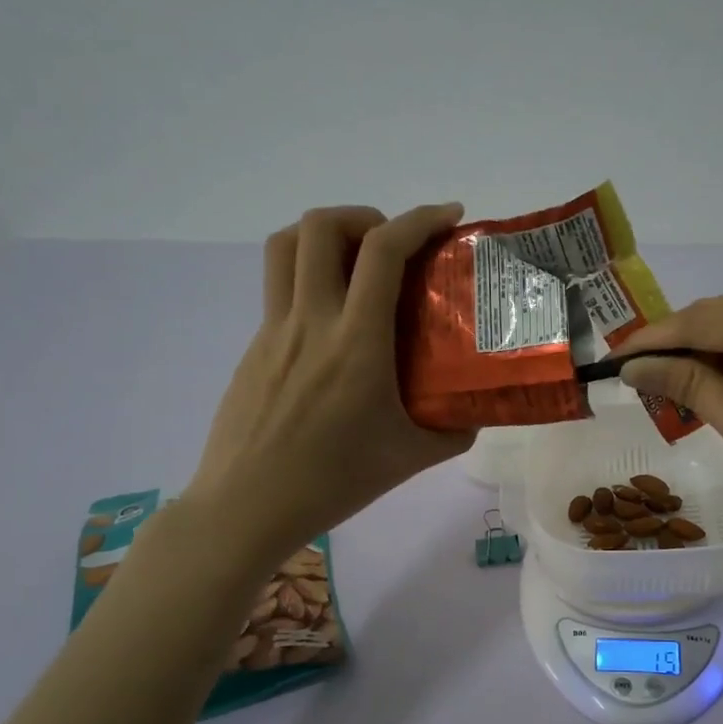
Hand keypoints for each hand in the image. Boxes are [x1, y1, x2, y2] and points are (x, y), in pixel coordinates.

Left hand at [182, 204, 475, 553]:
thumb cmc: (333, 483)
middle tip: (393, 245)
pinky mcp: (254, 348)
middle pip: (321, 227)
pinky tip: (334, 329)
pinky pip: (280, 290)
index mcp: (356, 343)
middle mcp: (310, 322)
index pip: (384, 252)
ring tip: (357, 264)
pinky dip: (311, 281)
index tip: (449, 216)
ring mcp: (274, 332)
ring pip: (286, 246)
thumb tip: (475, 412)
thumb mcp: (410, 460)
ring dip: (325, 236)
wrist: (246, 507)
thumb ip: (452, 431)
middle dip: (364, 216)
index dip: (419, 219)